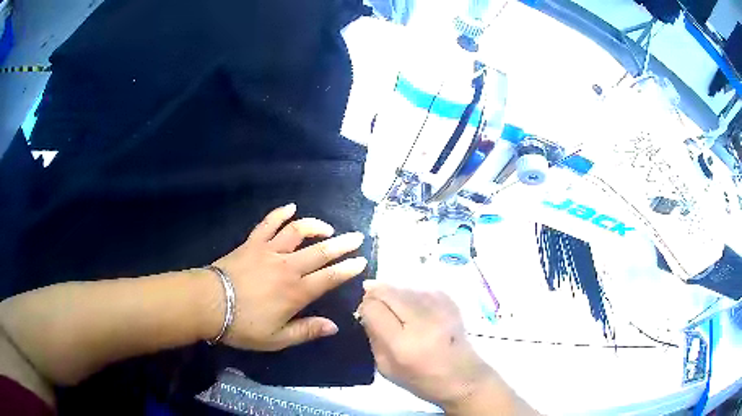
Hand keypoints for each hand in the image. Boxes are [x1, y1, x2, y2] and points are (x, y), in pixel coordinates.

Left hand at [212, 203, 366, 350]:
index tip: (362, 261)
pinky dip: (280, 213)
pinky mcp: (252, 243)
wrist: (209, 304)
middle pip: (320, 251)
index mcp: (296, 292)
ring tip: (327, 228)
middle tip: (357, 237)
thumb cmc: (243, 325)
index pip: (329, 277)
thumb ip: (306, 331)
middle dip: (342, 244)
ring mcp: (269, 251)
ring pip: (297, 231)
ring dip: (315, 226)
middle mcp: (288, 267)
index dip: (348, 269)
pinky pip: (268, 223)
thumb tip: (334, 326)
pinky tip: (291, 207)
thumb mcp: (277, 338)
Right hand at [359, 283, 509, 412]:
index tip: (366, 315)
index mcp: (403, 343)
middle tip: (379, 310)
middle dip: (377, 295)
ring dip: (395, 296)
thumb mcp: (385, 367)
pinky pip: (421, 288)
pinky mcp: (451, 301)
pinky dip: (413, 297)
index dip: (365, 308)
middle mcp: (422, 320)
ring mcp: (440, 308)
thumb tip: (365, 309)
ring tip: (401, 314)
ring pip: (403, 287)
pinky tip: (417, 312)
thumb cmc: (421, 379)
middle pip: (387, 290)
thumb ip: (373, 336)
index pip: (373, 307)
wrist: (462, 377)